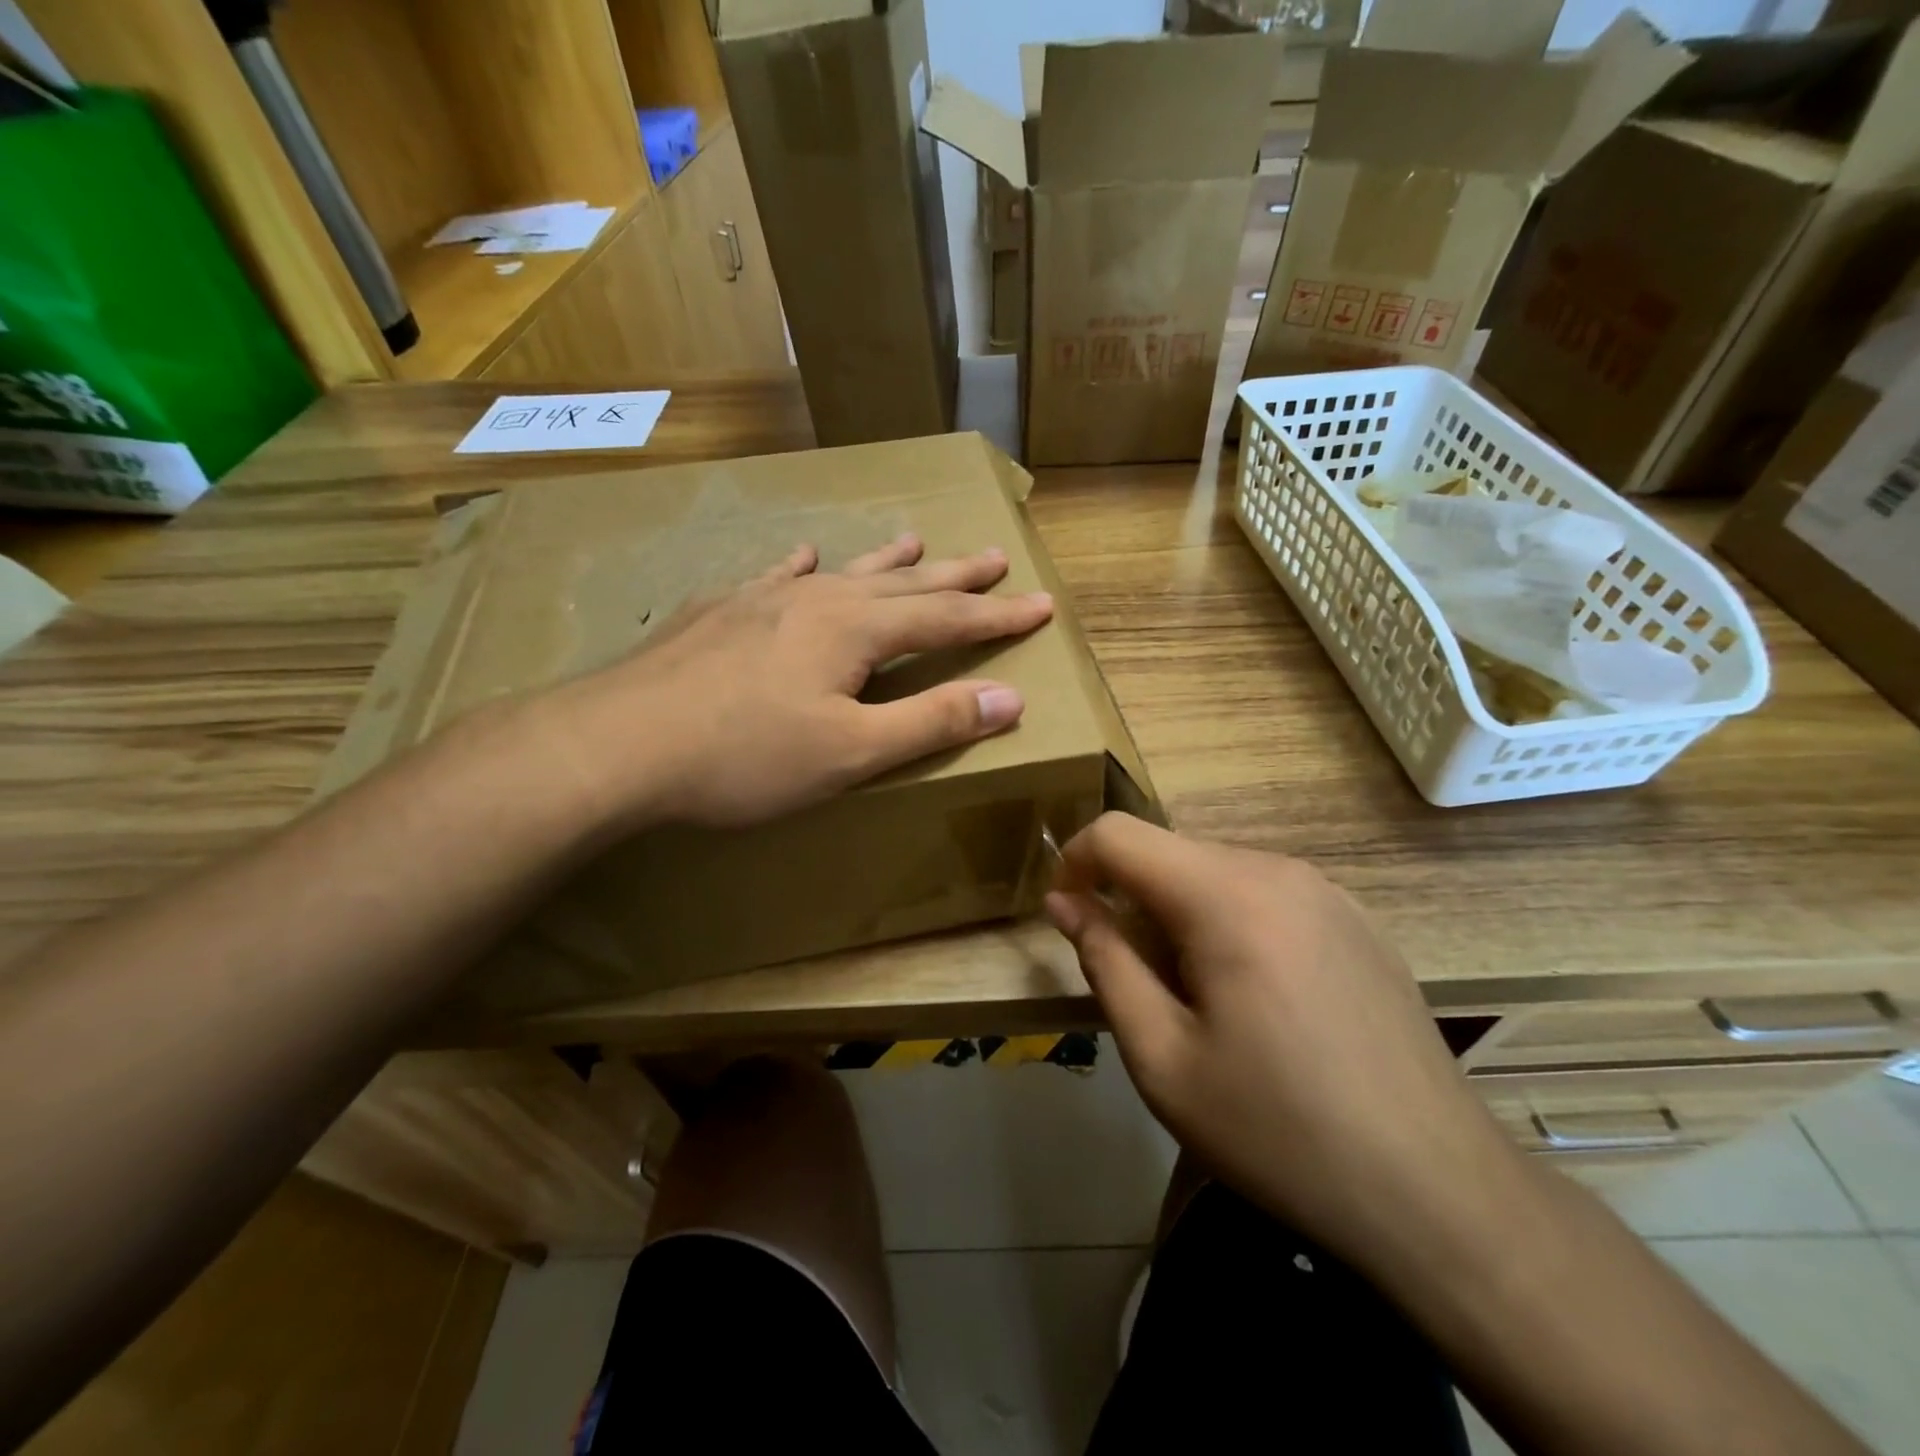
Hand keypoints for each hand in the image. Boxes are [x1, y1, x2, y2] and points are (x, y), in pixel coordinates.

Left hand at [545, 534, 1052, 830]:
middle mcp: (817, 599)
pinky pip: (776, 577)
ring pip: (843, 572)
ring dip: (887, 561)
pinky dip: (802, 566)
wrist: (619, 742)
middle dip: (955, 578)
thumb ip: (931, 721)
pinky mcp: (720, 612)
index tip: (1041, 604)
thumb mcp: (852, 751)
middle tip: (995, 557)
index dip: (997, 617)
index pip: (947, 620)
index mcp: (856, 630)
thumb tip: (1010, 698)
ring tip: (917, 542)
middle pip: (903, 584)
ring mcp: (764, 599)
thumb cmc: (745, 756)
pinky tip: (804, 555)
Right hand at [1045, 813, 1529, 1272]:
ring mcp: (1327, 892)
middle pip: (1170, 853)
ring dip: (1179, 914)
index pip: (1121, 834)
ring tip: (1197, 1000)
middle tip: (1135, 982)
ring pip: (1216, 872)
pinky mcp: (1357, 920)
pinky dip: (1229, 922)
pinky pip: (1265, 894)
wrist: (1438, 1193)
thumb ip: (1105, 963)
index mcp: (1227, 897)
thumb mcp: (1162, 1058)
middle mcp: (1279, 871)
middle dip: (1131, 899)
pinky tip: (1257, 999)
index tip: (1065, 914)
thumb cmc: (1279, 1130)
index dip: (1075, 861)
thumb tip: (1065, 901)